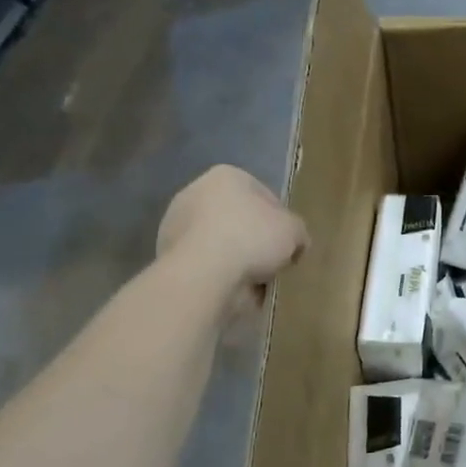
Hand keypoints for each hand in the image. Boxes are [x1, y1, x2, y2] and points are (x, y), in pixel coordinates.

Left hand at [157, 165, 307, 311]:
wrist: (203, 275)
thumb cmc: (251, 238)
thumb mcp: (294, 230)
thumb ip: (298, 232)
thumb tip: (295, 244)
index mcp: (226, 176)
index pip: (264, 195)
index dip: (281, 220)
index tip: (289, 242)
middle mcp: (195, 193)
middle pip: (239, 219)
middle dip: (256, 240)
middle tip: (273, 262)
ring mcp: (177, 226)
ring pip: (222, 243)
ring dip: (238, 260)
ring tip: (256, 281)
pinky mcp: (167, 257)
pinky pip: (207, 265)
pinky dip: (220, 276)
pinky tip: (235, 290)